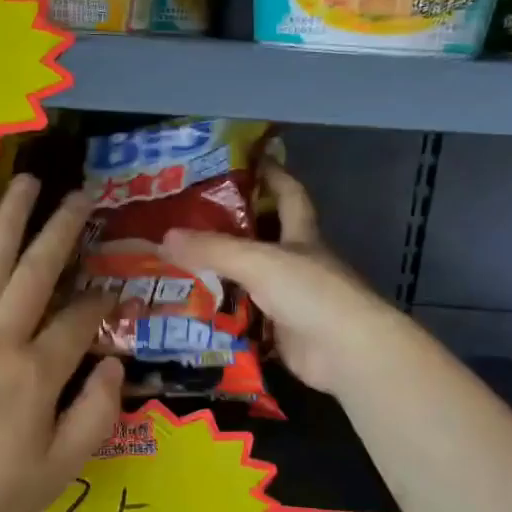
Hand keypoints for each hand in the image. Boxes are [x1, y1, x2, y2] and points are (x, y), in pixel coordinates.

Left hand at [0, 176, 123, 511]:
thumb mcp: (60, 470)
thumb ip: (96, 415)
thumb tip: (114, 364)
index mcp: (37, 374)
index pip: (79, 321)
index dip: (100, 302)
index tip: (111, 290)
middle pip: (37, 272)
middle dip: (63, 231)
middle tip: (81, 196)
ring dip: (10, 219)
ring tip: (28, 182)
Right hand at [163, 164, 405, 395]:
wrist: (347, 352)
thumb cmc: (311, 292)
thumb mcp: (259, 261)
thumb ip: (213, 249)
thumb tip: (164, 237)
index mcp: (301, 235)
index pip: (288, 194)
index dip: (273, 174)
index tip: (249, 159)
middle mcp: (298, 262)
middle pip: (264, 237)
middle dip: (232, 227)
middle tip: (188, 219)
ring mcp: (291, 299)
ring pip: (250, 279)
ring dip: (221, 274)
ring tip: (178, 265)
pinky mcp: (282, 332)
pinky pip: (246, 317)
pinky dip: (223, 314)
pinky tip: (193, 311)